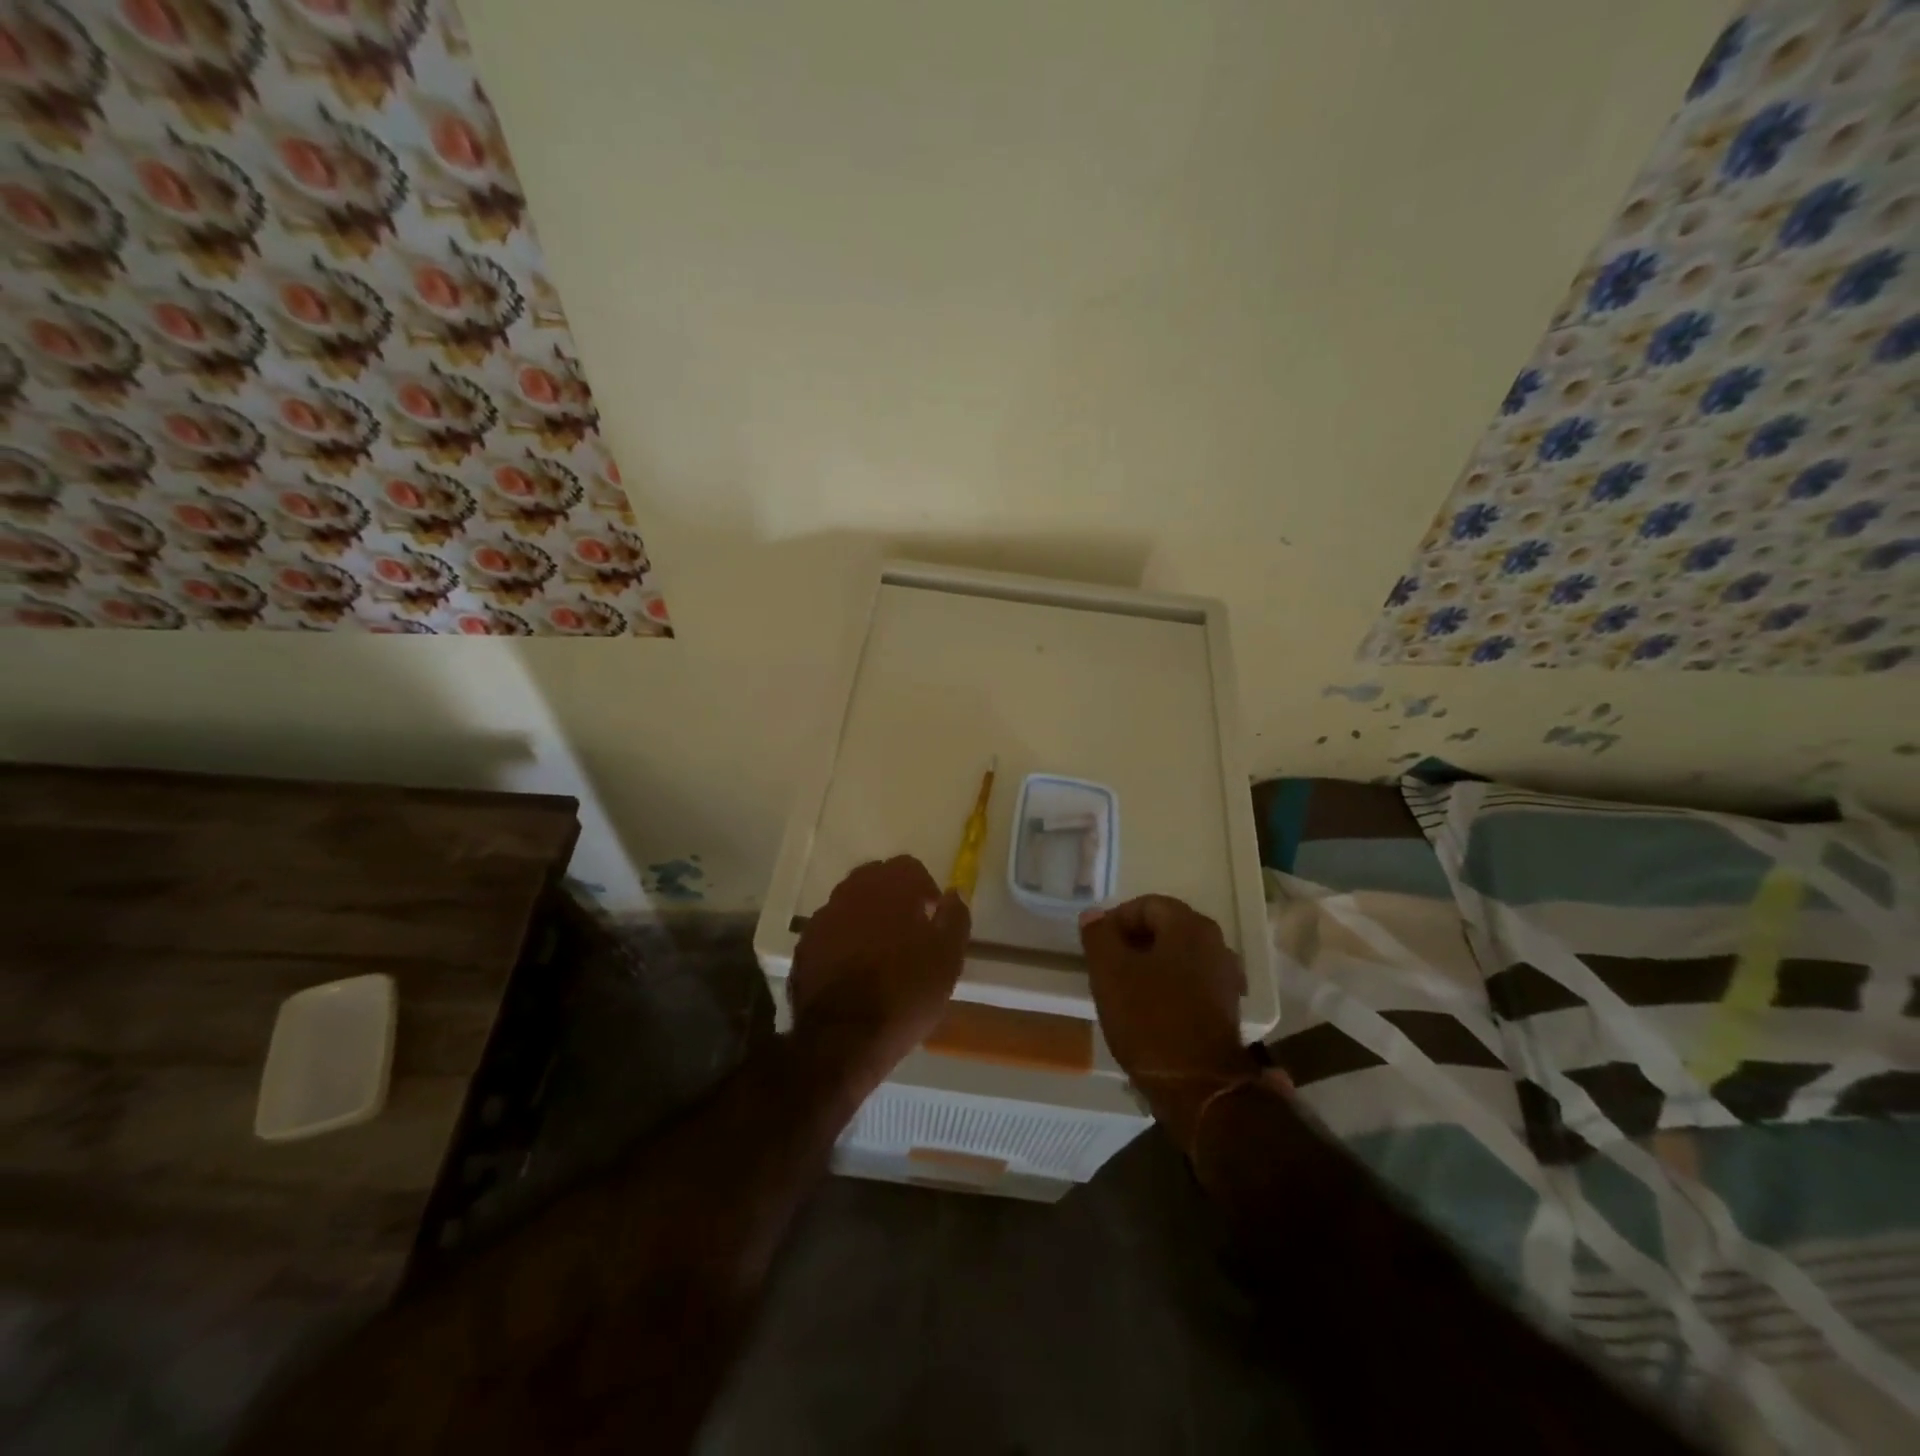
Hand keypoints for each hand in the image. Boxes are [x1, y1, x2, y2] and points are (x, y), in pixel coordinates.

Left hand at [789, 856, 969, 1093]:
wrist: (842, 1040)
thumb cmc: (904, 995)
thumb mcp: (948, 959)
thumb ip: (955, 918)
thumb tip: (954, 894)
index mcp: (890, 888)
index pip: (909, 867)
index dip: (924, 888)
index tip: (932, 916)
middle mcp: (852, 892)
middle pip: (876, 879)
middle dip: (893, 897)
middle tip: (908, 931)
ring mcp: (823, 918)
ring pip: (850, 903)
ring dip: (867, 916)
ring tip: (880, 952)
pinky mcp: (804, 945)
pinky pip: (830, 930)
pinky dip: (844, 939)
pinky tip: (854, 968)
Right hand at [1079, 895, 1265, 1151]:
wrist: (1199, 1088)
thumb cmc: (1150, 1020)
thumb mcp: (1110, 973)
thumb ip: (1099, 936)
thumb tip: (1094, 915)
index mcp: (1189, 926)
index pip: (1146, 905)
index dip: (1116, 920)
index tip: (1097, 946)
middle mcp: (1215, 943)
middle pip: (1165, 928)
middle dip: (1133, 942)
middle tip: (1107, 966)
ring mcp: (1226, 976)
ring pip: (1178, 956)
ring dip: (1150, 965)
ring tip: (1124, 990)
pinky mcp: (1227, 1007)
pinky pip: (1190, 981)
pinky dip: (1168, 986)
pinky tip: (1148, 1010)